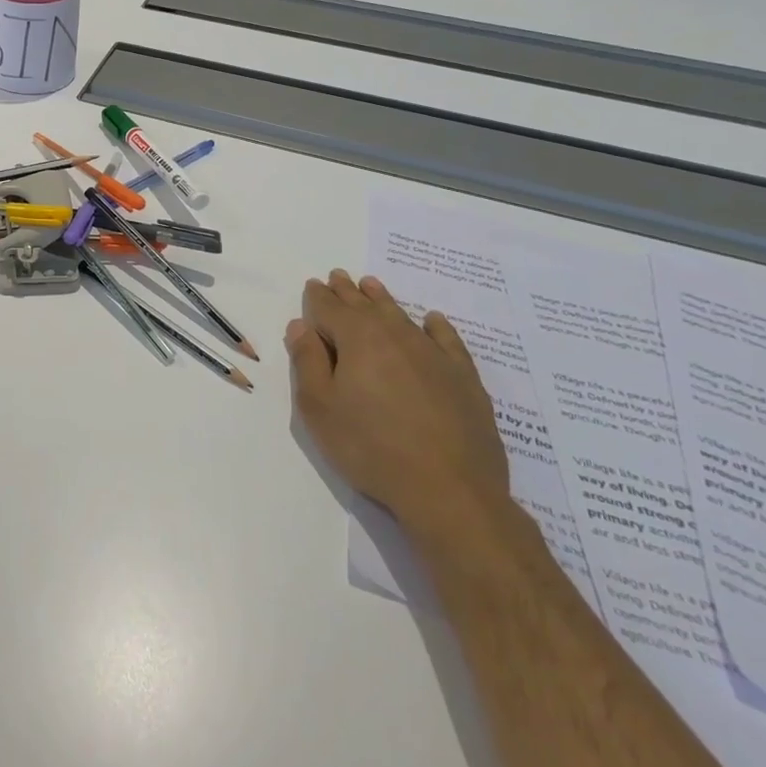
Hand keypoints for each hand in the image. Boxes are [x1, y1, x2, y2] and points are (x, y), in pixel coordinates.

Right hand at [285, 269, 510, 536]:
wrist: (450, 490)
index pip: (329, 308)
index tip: (313, 285)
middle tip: (338, 277)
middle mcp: (395, 334)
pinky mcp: (463, 377)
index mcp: (356, 338)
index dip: (317, 297)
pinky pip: (446, 339)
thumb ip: (307, 361)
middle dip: (347, 291)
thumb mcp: (319, 407)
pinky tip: (432, 320)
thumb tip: (301, 326)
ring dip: (382, 299)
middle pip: (365, 305)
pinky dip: (435, 326)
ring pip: (401, 315)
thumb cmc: (370, 447)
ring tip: (371, 285)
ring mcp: (433, 354)